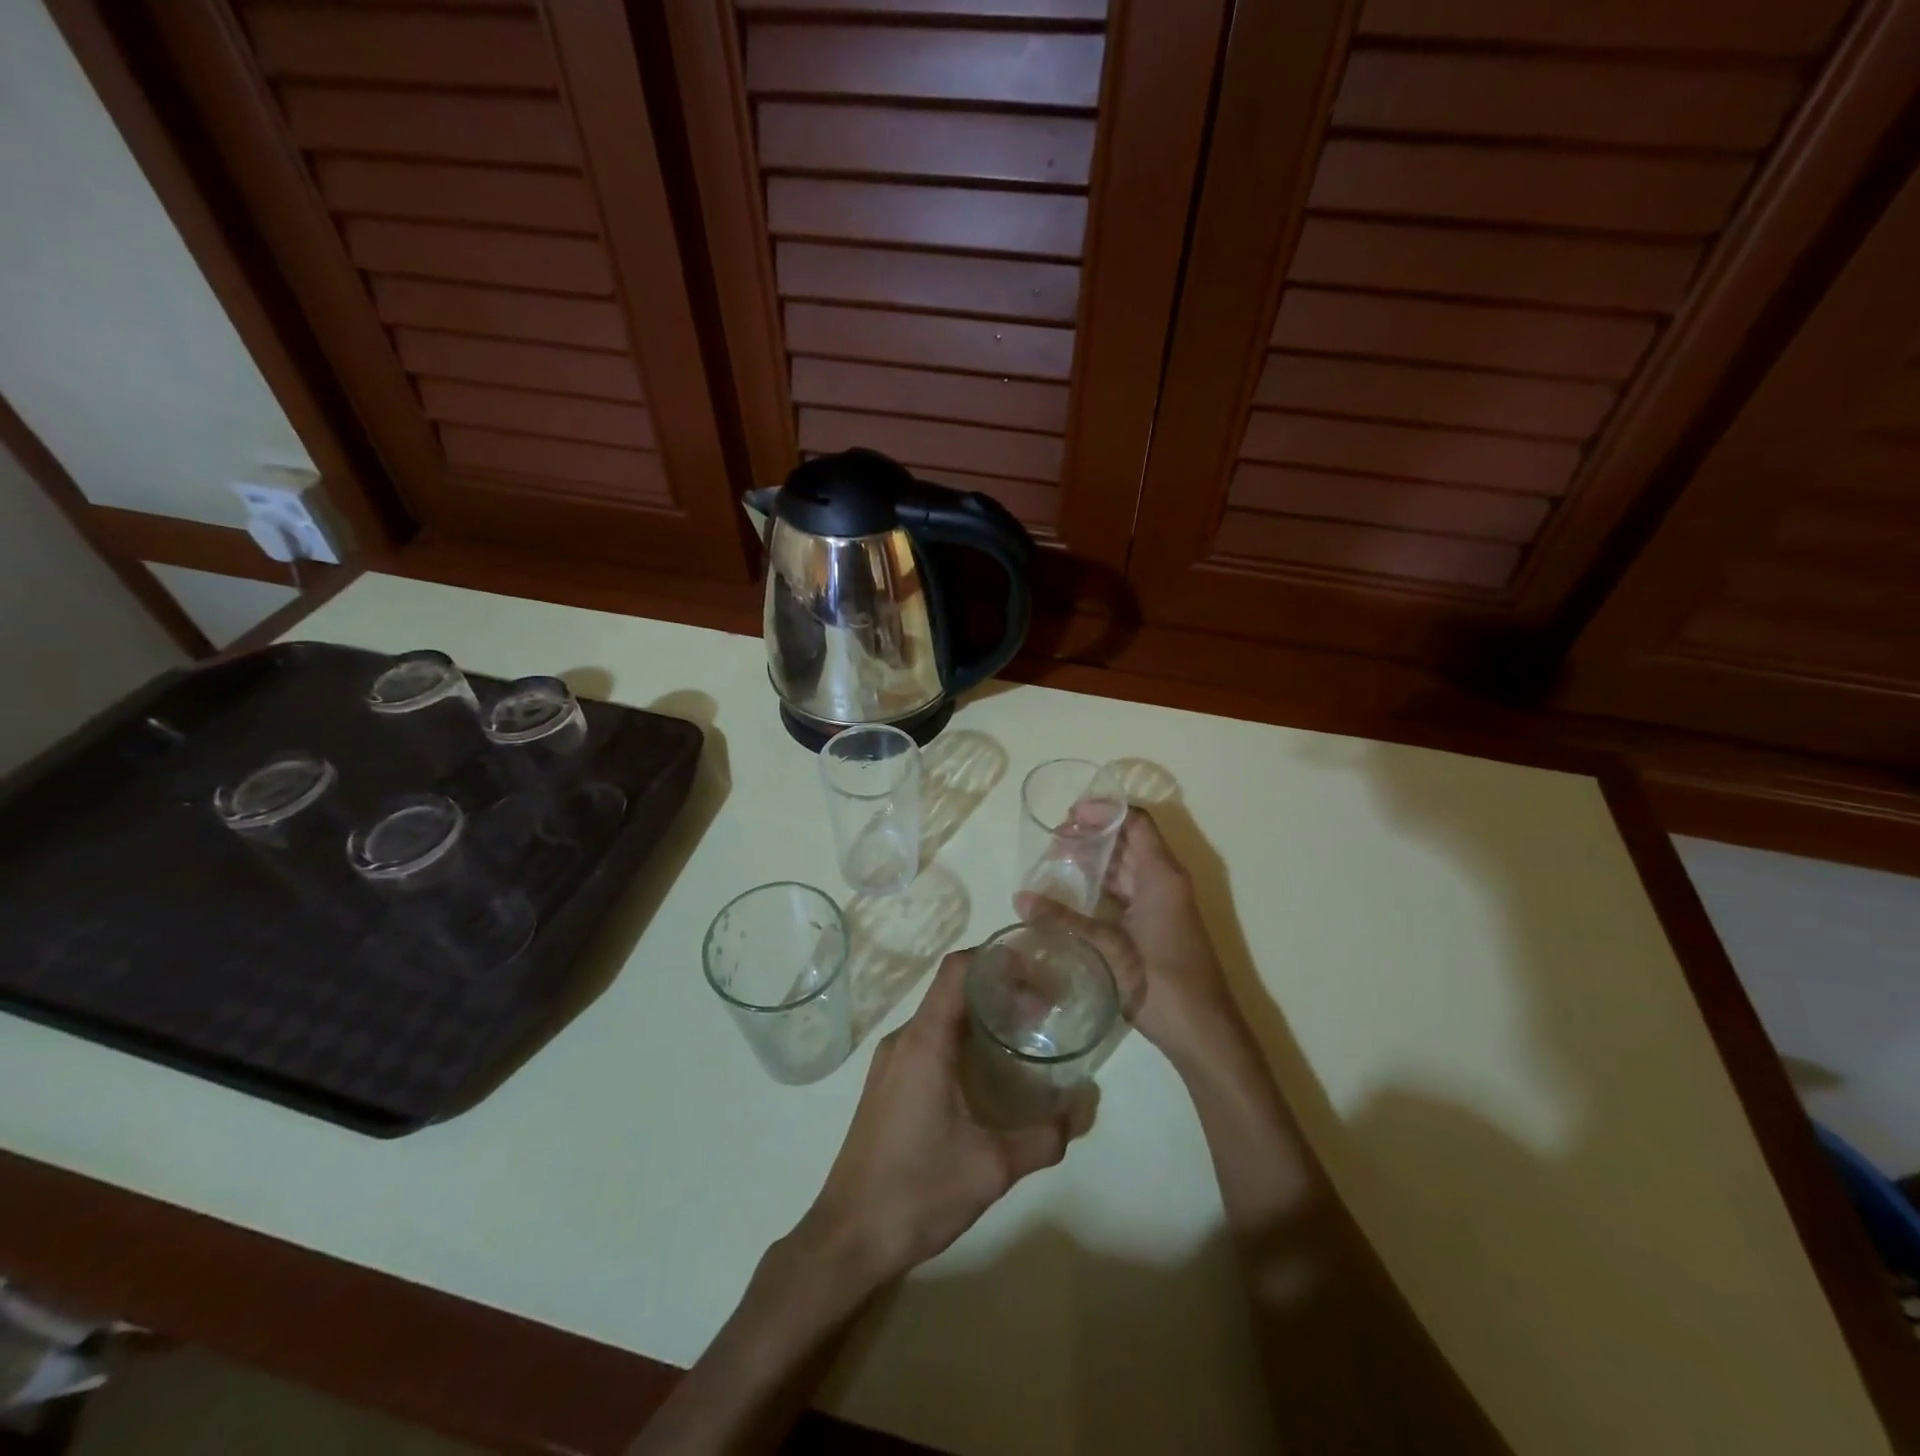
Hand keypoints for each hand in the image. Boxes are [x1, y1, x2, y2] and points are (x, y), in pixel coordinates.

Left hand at [794, 950, 1079, 1290]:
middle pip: (952, 989)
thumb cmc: (916, 1192)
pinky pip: (927, 1040)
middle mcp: (903, 1039)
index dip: (996, 958)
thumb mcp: (991, 1168)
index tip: (1036, 969)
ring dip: (979, 1015)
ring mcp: (889, 1061)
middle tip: (1043, 1008)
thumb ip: (1043, 1137)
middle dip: (998, 988)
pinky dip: (960, 1038)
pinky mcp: (886, 1083)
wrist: (847, 1237)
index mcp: (924, 1042)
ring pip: (939, 1015)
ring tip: (1022, 1035)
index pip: (957, 970)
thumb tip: (1080, 1109)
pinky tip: (986, 1071)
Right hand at [1016, 806, 1242, 1069]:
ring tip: (1055, 862)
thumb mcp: (1109, 947)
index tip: (1068, 815)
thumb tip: (1020, 899)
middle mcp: (1164, 881)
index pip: (1136, 822)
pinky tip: (1072, 893)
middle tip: (1052, 841)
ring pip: (1126, 866)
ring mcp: (1162, 903)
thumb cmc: (1161, 981)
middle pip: (1129, 841)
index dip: (1104, 811)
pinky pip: (1127, 890)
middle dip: (1092, 835)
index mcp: (1161, 874)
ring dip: (1095, 860)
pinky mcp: (1155, 924)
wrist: (1202, 1031)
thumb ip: (1065, 920)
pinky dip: (1102, 885)